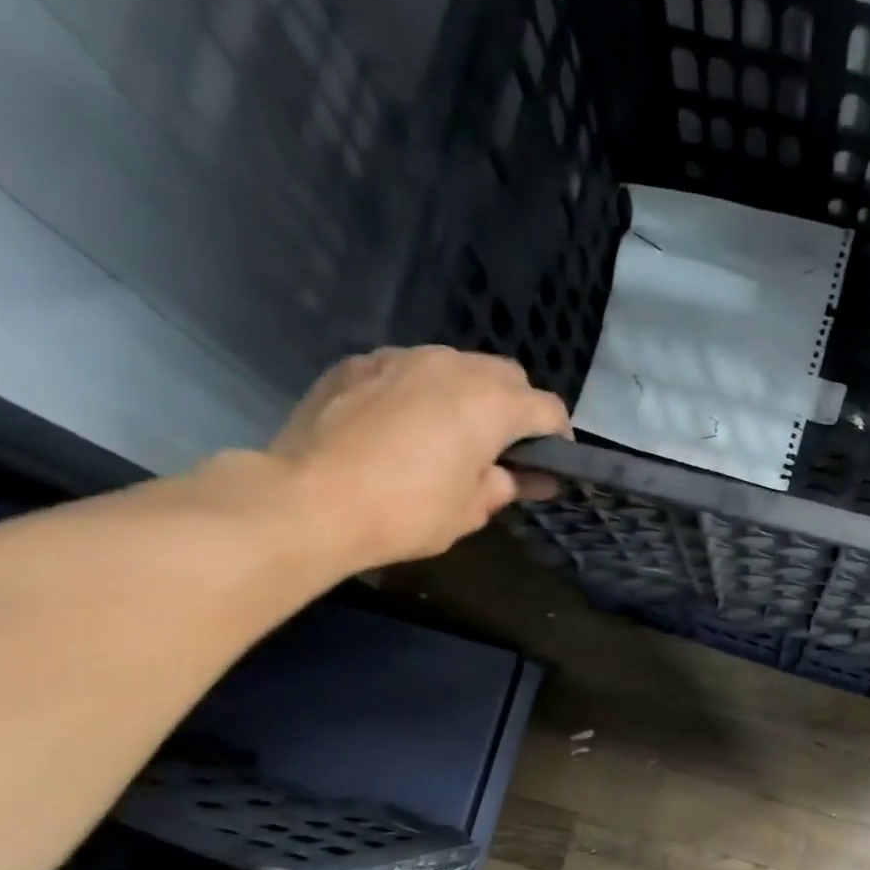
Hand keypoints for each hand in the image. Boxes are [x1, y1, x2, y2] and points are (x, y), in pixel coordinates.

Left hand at [262, 345, 570, 568]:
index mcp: (490, 404)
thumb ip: (506, 485)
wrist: (310, 499)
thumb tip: (528, 477)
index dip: (558, 437)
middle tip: (504, 448)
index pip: (548, 408)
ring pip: (456, 364)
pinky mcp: (358, 362)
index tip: (552, 463)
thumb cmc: (406, 512)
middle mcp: (452, 366)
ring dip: (468, 393)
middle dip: (517, 407)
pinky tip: (403, 426)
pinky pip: (408, 369)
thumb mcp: (470, 511)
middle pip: (507, 375)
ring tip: (452, 433)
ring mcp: (401, 357)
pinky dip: (421, 391)